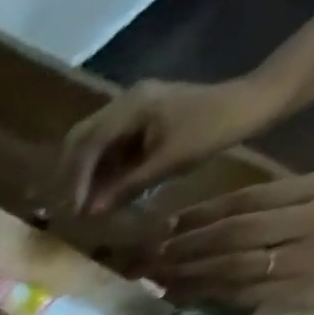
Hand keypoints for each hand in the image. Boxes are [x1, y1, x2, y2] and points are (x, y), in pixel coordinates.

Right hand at [62, 77, 278, 212]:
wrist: (249, 104)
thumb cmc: (211, 130)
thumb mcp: (168, 162)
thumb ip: (126, 187)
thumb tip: (90, 213)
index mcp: (133, 106)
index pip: (89, 145)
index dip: (75, 181)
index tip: (72, 210)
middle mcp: (125, 101)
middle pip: (78, 140)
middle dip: (67, 176)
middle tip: (64, 207)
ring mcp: (130, 108)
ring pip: (87, 144)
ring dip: (79, 174)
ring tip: (78, 203)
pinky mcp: (135, 119)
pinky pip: (104, 146)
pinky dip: (94, 170)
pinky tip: (96, 191)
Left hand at [145, 170, 313, 308]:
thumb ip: (269, 204)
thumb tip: (195, 222)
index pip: (246, 200)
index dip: (199, 215)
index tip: (163, 226)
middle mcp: (312, 221)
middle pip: (234, 233)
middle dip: (185, 245)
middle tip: (148, 255)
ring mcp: (303, 259)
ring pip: (233, 265)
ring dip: (188, 273)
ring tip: (155, 276)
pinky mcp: (294, 292)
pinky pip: (239, 294)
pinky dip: (204, 295)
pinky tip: (177, 296)